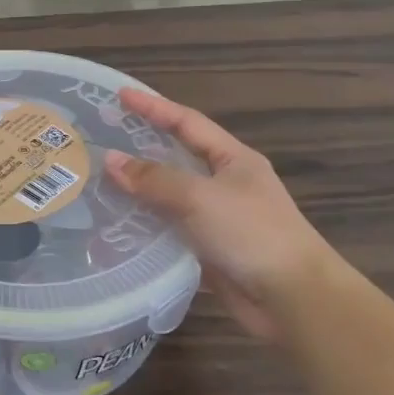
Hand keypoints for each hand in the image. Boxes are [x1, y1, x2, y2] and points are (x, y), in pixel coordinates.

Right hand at [104, 88, 335, 339]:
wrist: (293, 299)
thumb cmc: (252, 233)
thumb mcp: (200, 197)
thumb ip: (154, 179)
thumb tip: (110, 160)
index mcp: (233, 159)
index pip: (187, 122)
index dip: (154, 107)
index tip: (120, 95)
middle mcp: (226, 183)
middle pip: (177, 156)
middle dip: (142, 146)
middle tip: (104, 136)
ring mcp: (218, 218)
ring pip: (170, 195)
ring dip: (139, 189)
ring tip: (100, 179)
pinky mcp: (210, 249)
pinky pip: (171, 229)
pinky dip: (146, 224)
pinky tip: (118, 224)